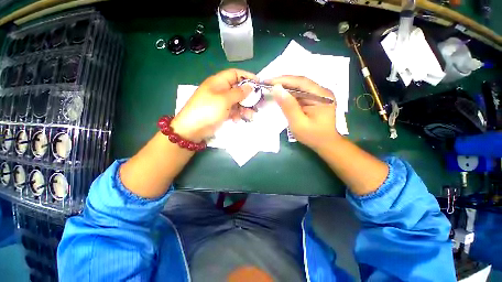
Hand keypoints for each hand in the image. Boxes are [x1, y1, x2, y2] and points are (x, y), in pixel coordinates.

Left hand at [171, 69, 256, 141]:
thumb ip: (238, 93)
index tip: (258, 83)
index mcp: (218, 82)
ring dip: (244, 108)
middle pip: (238, 89)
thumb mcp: (224, 100)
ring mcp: (221, 102)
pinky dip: (237, 114)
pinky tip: (237, 120)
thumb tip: (250, 87)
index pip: (235, 74)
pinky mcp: (221, 112)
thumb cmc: (208, 110)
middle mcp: (220, 90)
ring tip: (250, 115)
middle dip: (248, 96)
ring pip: (237, 101)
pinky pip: (233, 110)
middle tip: (258, 103)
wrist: (193, 129)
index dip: (247, 76)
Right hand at [269, 76, 340, 149]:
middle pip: (300, 82)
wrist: (325, 144)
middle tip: (267, 84)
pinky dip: (289, 94)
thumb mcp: (298, 123)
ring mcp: (318, 95)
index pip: (301, 82)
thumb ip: (288, 106)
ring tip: (271, 88)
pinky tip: (281, 96)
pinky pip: (300, 94)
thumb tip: (276, 89)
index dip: (284, 80)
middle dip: (283, 83)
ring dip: (285, 88)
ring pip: (299, 87)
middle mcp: (322, 92)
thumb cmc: (313, 136)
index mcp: (321, 96)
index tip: (268, 81)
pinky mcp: (314, 100)